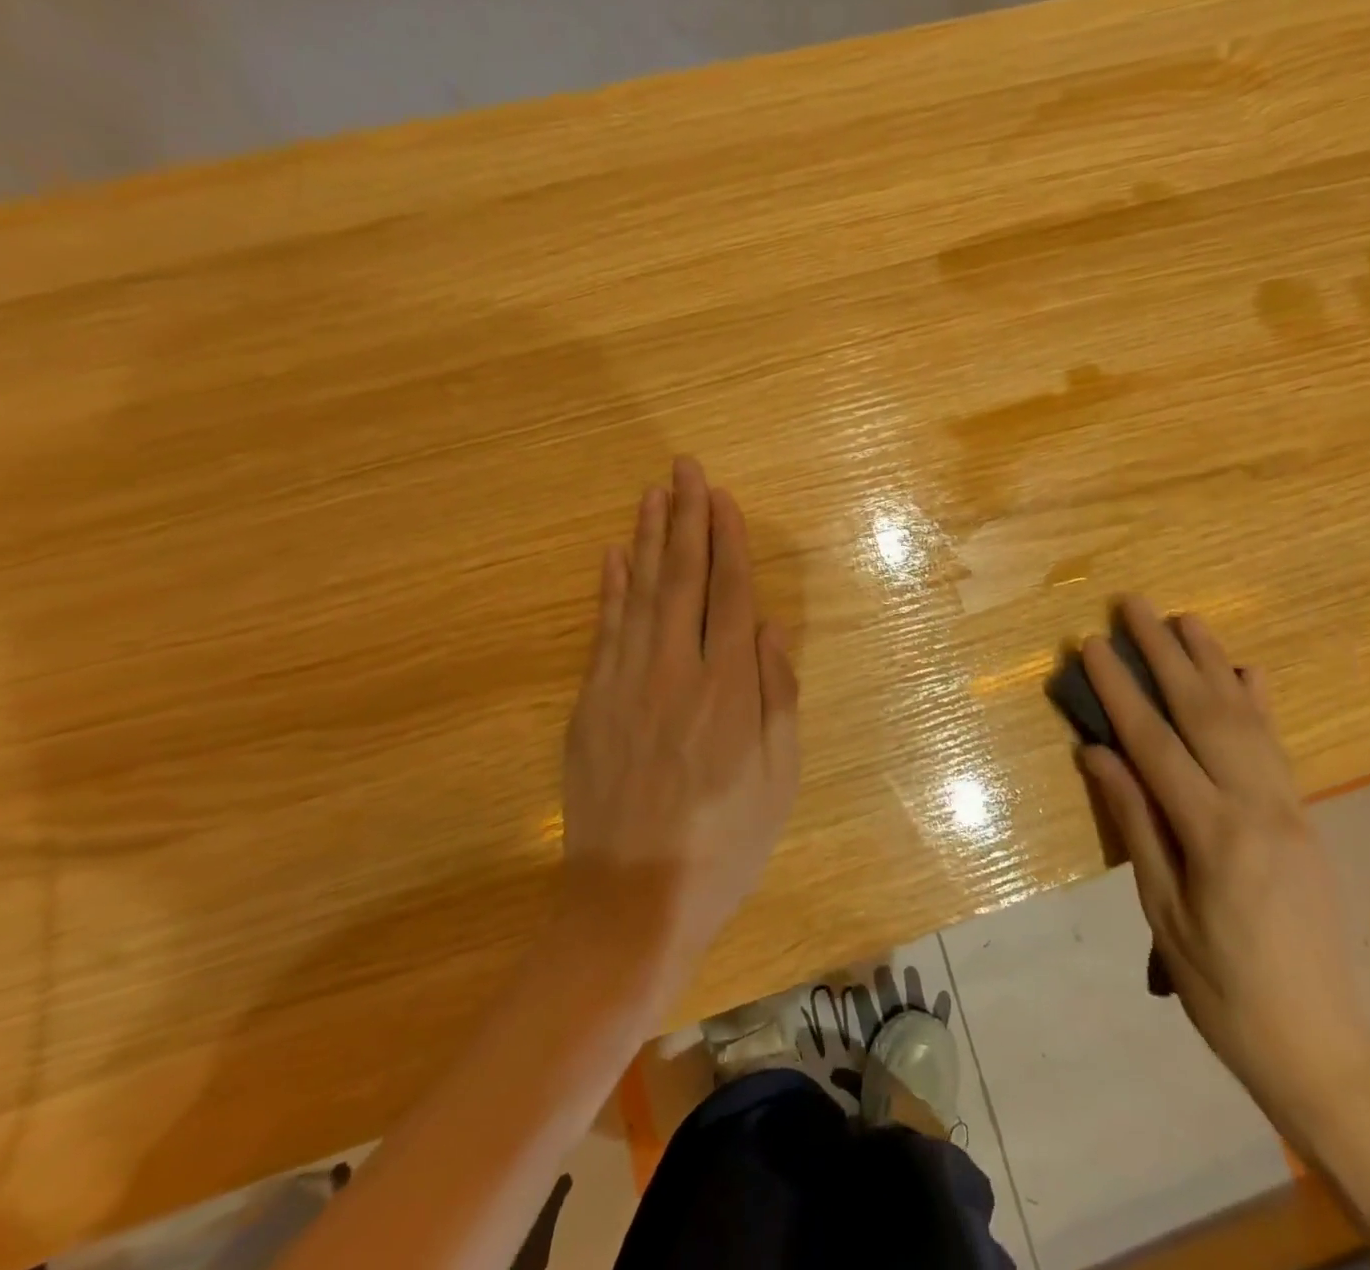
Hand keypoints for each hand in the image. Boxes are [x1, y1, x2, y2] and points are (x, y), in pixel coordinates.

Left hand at [561, 457, 800, 964]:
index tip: (724, 499)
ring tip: (654, 493)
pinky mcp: (591, 706)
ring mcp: (625, 686)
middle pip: (683, 579)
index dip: (729, 542)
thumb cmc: (724, 845)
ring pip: (639, 594)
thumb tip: (771, 630)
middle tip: (686, 468)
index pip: (730, 595)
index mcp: (729, 691)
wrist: (632, 901)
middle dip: (687, 518)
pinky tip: (612, 556)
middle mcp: (676, 673)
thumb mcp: (778, 779)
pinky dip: (609, 590)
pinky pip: (603, 632)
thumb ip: (778, 698)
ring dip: (647, 538)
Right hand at [1077, 601, 1369, 1115]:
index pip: (1155, 743)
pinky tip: (1244, 671)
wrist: (1319, 1044)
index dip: (1120, 690)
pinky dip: (1257, 702)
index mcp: (1215, 834)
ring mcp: (1289, 808)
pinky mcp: (1303, 817)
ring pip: (1246, 718)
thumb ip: (1134, 821)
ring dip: (1212, 662)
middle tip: (1136, 604)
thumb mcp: (1162, 910)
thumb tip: (1095, 753)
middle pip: (1204, 712)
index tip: (1093, 644)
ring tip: (1186, 617)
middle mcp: (1259, 807)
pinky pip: (1277, 745)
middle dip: (1166, 653)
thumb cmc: (1221, 987)